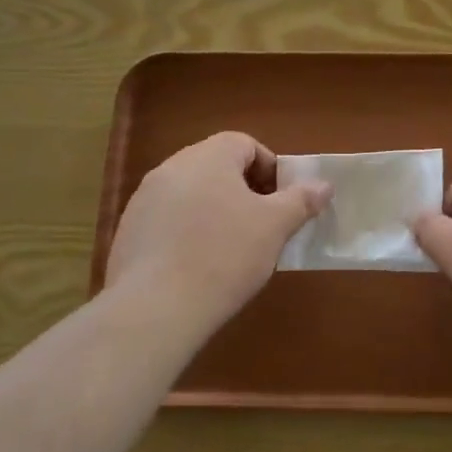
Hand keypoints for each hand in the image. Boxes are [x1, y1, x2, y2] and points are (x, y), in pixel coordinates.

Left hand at [106, 132, 330, 326]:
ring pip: (191, 193)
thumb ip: (301, 200)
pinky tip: (197, 265)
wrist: (156, 307)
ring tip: (231, 249)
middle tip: (261, 225)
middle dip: (243, 190)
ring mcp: (144, 199)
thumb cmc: (225, 255)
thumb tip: (323, 185)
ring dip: (214, 210)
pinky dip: (187, 232)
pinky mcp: (128, 230)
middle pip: (216, 166)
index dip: (269, 169)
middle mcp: (171, 167)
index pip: (245, 144)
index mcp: (208, 157)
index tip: (281, 202)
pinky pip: (167, 219)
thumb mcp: (274, 227)